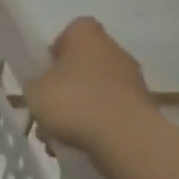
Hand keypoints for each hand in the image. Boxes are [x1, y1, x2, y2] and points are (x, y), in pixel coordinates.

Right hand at [20, 18, 157, 149]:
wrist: (127, 139)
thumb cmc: (74, 102)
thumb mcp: (34, 91)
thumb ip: (35, 84)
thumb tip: (43, 88)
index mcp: (87, 36)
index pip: (70, 32)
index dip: (55, 50)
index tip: (45, 72)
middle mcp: (115, 51)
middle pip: (83, 64)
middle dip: (65, 86)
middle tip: (48, 108)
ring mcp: (133, 81)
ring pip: (96, 92)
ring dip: (79, 109)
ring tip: (60, 137)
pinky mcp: (144, 109)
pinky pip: (112, 113)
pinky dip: (97, 126)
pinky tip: (81, 146)